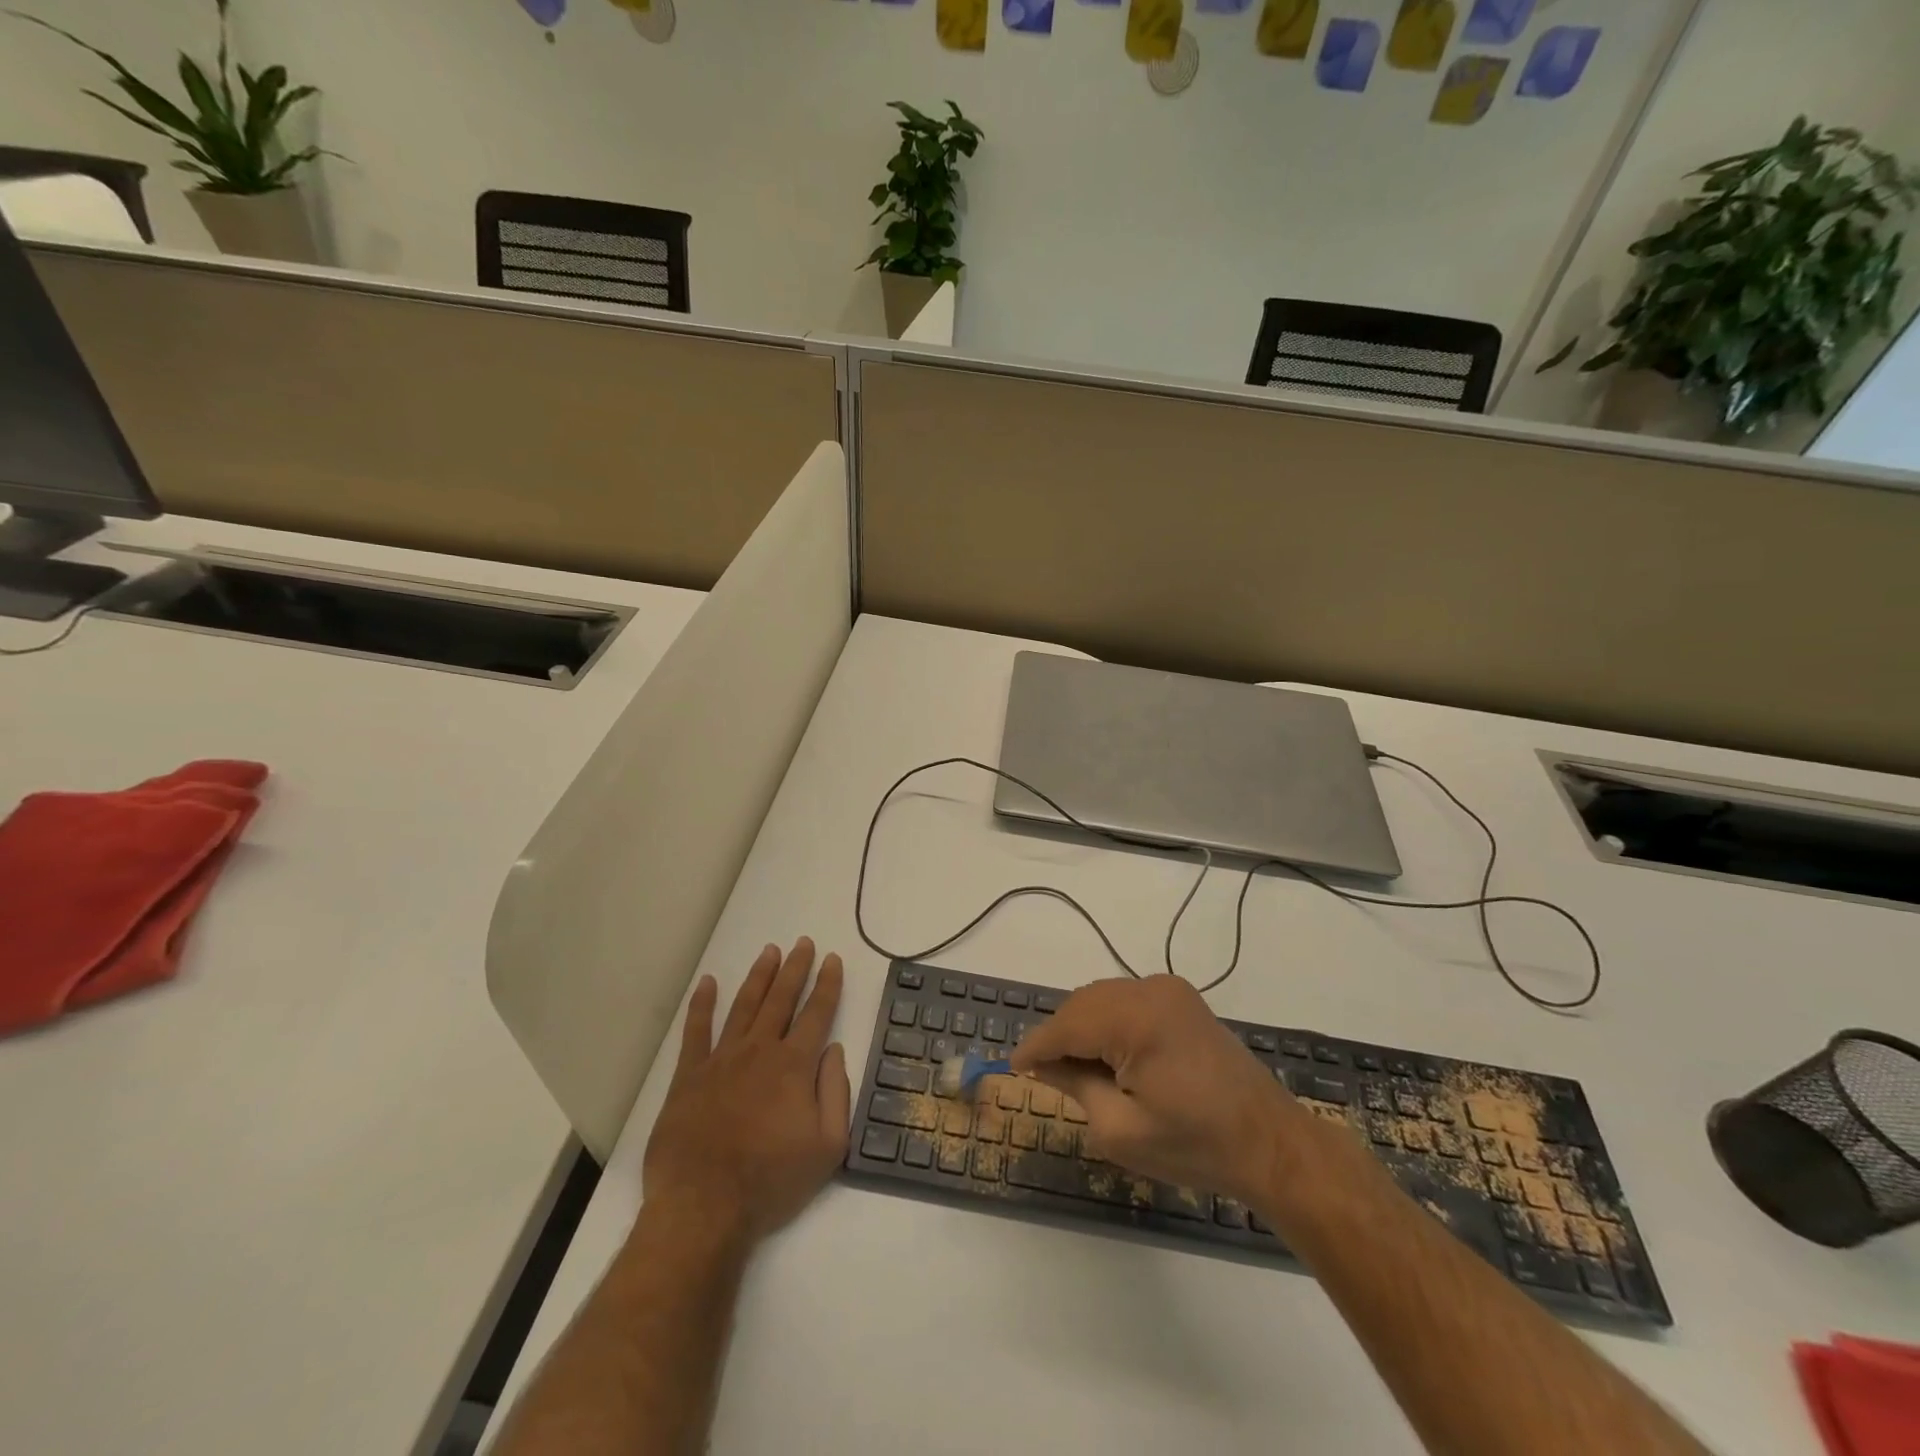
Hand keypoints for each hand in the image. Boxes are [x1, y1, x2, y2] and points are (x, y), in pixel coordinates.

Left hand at [642, 939, 849, 1244]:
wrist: (703, 1207)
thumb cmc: (771, 1181)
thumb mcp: (827, 1147)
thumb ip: (836, 1093)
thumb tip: (834, 1050)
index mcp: (794, 1066)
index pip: (817, 1013)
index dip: (828, 984)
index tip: (833, 960)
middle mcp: (759, 1051)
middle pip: (781, 999)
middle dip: (795, 968)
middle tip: (803, 943)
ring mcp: (721, 1060)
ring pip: (744, 1006)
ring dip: (759, 976)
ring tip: (769, 951)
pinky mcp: (689, 1076)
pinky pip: (696, 1031)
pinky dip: (702, 1004)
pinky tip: (708, 982)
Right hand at [1009, 975, 1291, 1204]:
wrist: (1270, 1143)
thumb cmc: (1195, 1146)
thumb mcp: (1121, 1129)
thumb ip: (1075, 1085)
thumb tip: (1044, 1062)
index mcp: (1136, 1019)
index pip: (1067, 1025)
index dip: (1036, 1046)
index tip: (1013, 1065)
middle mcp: (1150, 989)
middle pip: (1083, 1004)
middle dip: (1060, 1035)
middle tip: (1044, 1072)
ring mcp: (1169, 990)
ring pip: (1103, 999)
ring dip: (1083, 1026)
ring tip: (1075, 1067)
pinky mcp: (1182, 999)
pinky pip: (1128, 1000)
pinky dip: (1109, 1021)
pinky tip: (1109, 1054)